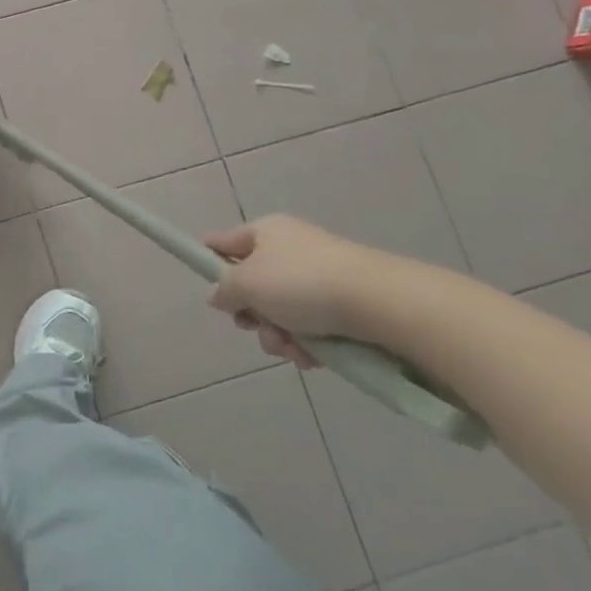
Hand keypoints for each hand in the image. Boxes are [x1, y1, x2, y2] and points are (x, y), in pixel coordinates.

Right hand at [203, 215, 391, 368]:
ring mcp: (321, 276)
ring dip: (279, 335)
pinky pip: (313, 326)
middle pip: (255, 285)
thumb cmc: (302, 283)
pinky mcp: (347, 304)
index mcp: (266, 232)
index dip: (211, 261)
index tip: (209, 287)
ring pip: (283, 311)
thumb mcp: (247, 283)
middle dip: (252, 315)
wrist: (381, 303)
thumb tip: (217, 295)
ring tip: (291, 350)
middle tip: (255, 328)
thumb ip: (224, 289)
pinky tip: (313, 358)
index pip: (225, 242)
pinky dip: (308, 344)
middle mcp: (293, 249)